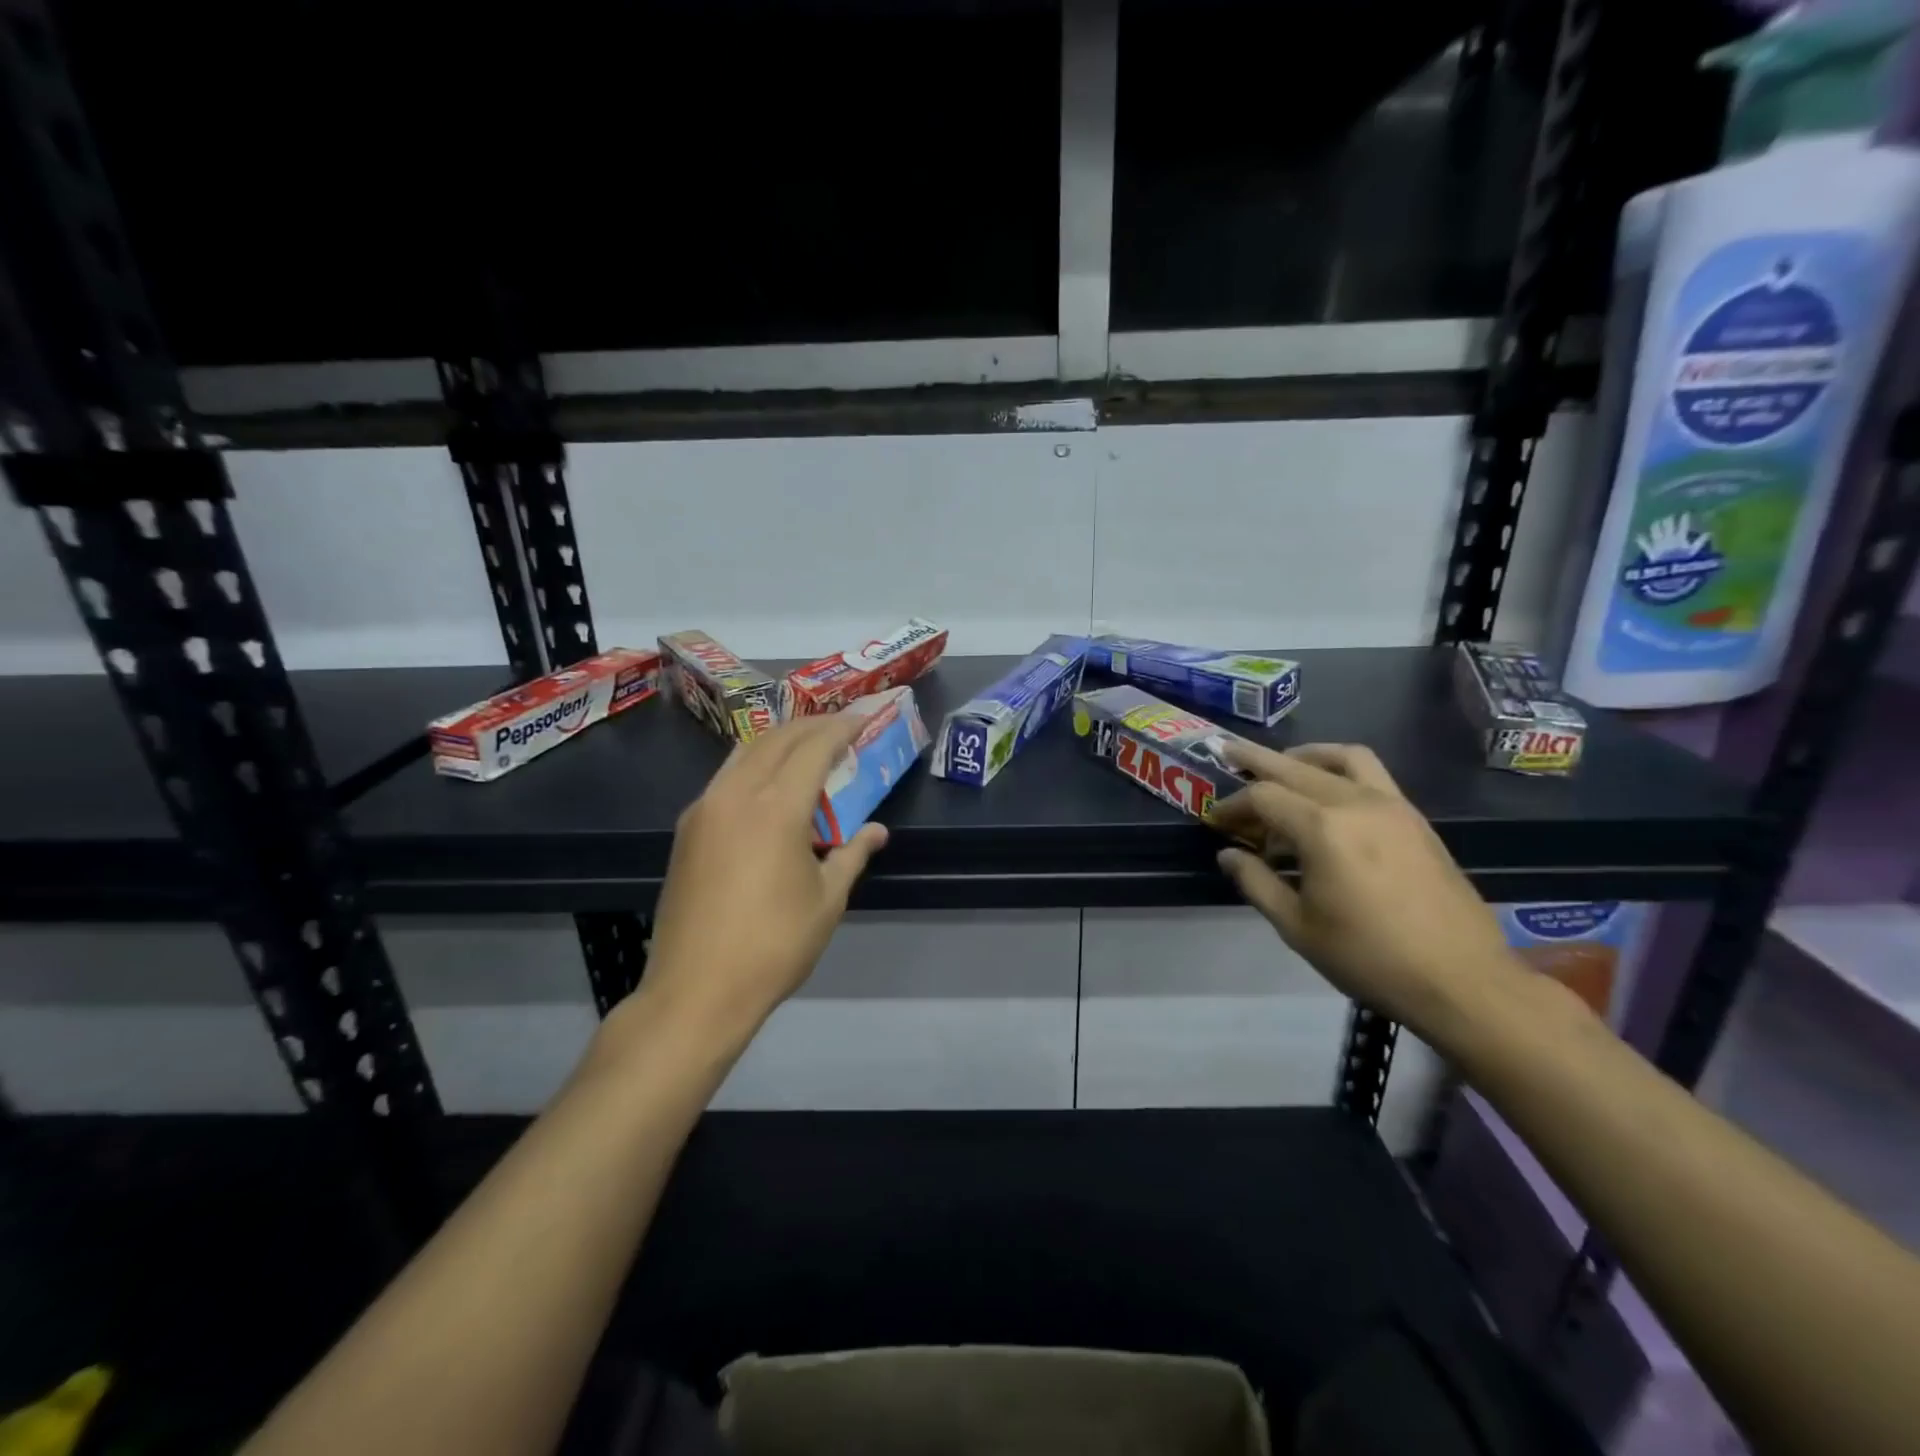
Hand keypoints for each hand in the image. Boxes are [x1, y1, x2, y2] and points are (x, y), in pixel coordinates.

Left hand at [621, 712, 887, 1052]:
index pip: (813, 748)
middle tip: (840, 725)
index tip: (862, 719)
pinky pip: (726, 777)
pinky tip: (770, 784)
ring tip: (807, 745)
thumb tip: (876, 831)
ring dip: (779, 740)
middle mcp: (736, 795)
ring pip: (744, 752)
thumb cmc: (773, 946)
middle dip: (811, 725)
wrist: (696, 990)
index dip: (840, 729)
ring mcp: (705, 809)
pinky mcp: (687, 829)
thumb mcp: (826, 901)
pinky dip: (754, 764)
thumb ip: (852, 855)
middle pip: (776, 739)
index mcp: (776, 809)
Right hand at [1207, 742, 1533, 1048]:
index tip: (1216, 821)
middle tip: (1227, 752)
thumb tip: (1230, 854)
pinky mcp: (1415, 819)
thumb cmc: (1369, 957)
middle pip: (1296, 766)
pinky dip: (1340, 769)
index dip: (1233, 805)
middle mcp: (1356, 803)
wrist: (1462, 980)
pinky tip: (1328, 796)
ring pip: (1342, 757)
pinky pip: (1372, 774)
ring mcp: (1392, 806)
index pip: (1263, 797)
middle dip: (1257, 760)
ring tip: (1283, 764)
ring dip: (1306, 755)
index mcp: (1322, 829)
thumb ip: (1256, 882)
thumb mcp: (1297, 926)